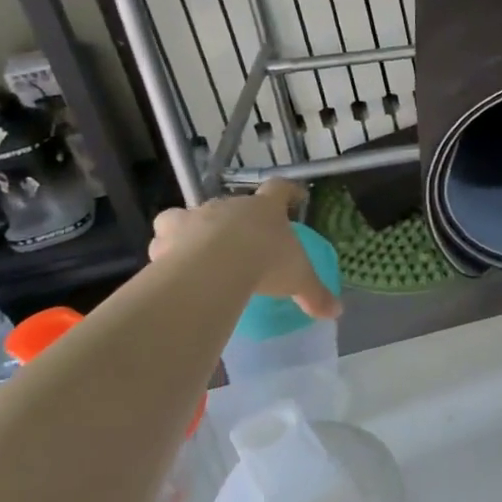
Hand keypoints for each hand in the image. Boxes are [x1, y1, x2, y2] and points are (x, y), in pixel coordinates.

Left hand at [149, 181, 339, 319]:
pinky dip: (167, 246)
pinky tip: (170, 263)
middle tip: (241, 239)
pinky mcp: (169, 233)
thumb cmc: (265, 262)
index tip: (296, 195)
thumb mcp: (298, 280)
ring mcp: (197, 216)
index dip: (289, 192)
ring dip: (194, 227)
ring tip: (196, 249)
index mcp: (265, 209)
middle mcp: (230, 205)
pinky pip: (165, 235)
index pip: (280, 189)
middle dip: (237, 219)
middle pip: (233, 204)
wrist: (216, 265)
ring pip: (192, 214)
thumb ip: (315, 294)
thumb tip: (337, 311)